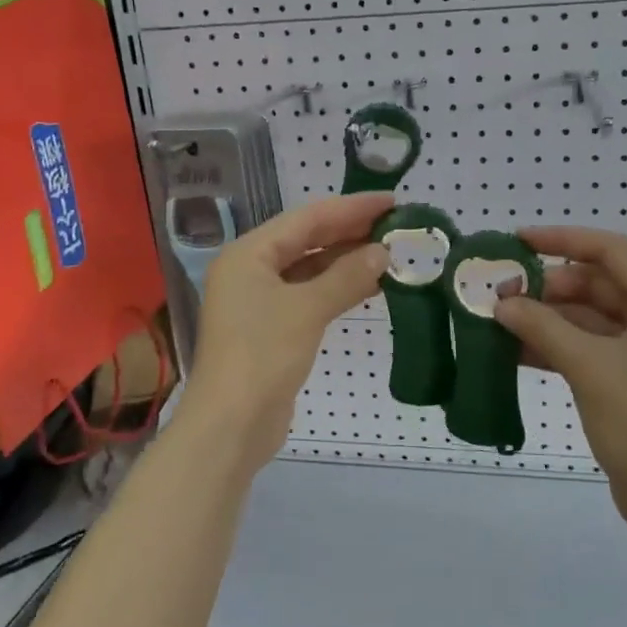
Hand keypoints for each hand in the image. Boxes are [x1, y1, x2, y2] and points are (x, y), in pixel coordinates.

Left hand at [177, 192, 393, 472]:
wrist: (231, 424)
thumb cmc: (263, 354)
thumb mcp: (307, 309)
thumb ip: (346, 276)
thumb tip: (383, 252)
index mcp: (248, 254)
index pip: (306, 218)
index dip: (350, 208)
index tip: (390, 202)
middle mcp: (250, 270)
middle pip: (306, 240)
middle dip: (350, 232)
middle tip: (395, 225)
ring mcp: (259, 301)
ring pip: (309, 269)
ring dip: (346, 261)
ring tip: (389, 253)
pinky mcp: (271, 329)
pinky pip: (309, 295)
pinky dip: (337, 288)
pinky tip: (368, 287)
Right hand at [495, 227, 626, 532]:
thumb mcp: (590, 366)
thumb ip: (543, 327)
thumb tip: (502, 303)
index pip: (611, 252)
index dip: (563, 240)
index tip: (518, 242)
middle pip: (596, 285)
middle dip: (547, 288)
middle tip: (501, 295)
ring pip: (587, 320)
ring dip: (546, 318)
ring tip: (498, 320)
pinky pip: (587, 349)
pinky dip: (554, 347)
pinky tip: (514, 351)